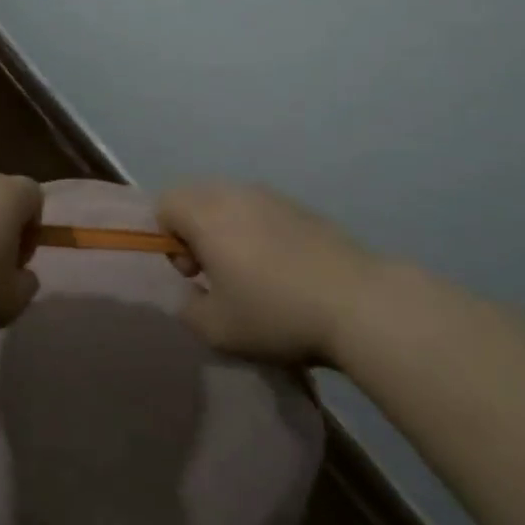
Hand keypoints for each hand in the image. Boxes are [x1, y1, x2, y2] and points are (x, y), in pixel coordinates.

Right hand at [158, 182, 379, 365]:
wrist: (359, 304)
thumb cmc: (276, 313)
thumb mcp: (217, 330)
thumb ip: (189, 309)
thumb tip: (193, 294)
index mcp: (206, 214)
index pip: (165, 204)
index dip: (167, 239)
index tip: (193, 274)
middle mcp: (235, 193)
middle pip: (196, 198)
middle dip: (195, 231)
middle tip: (216, 273)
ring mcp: (272, 196)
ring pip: (231, 202)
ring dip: (228, 230)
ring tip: (251, 273)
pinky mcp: (303, 208)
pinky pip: (263, 210)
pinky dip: (260, 231)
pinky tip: (284, 270)